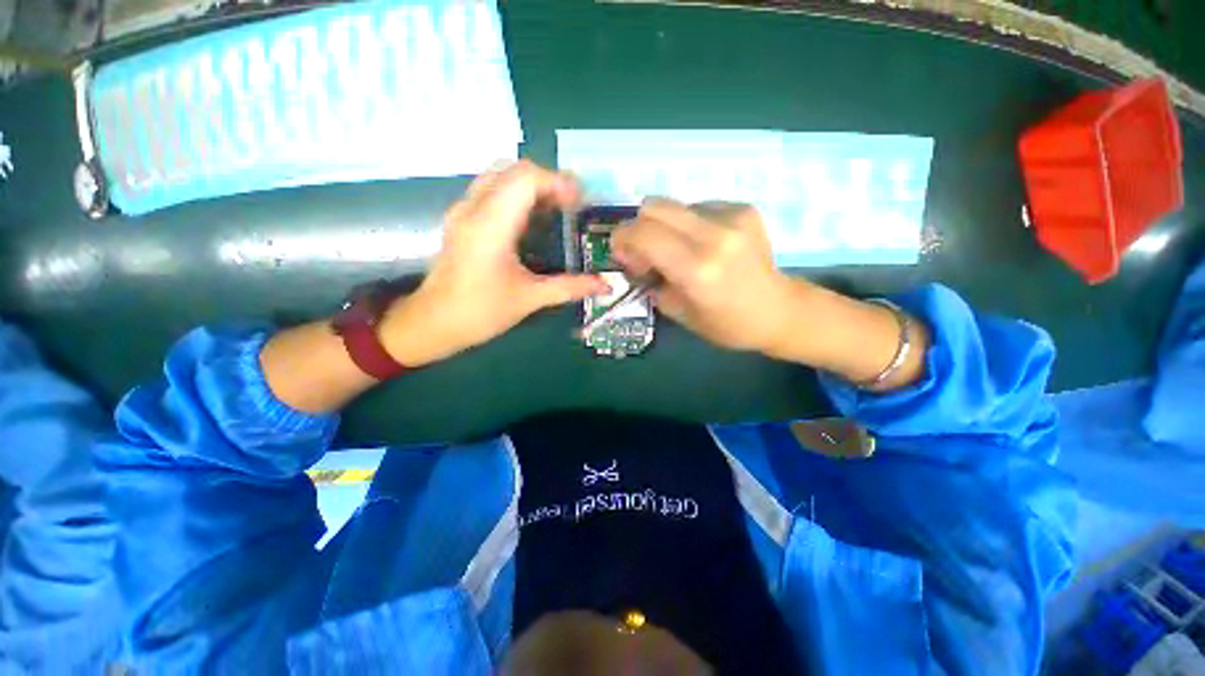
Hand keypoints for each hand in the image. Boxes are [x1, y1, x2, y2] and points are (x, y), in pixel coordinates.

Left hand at [381, 161, 609, 366]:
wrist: (433, 323)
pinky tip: (531, 220)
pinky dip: (516, 194)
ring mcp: (463, 211)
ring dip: (531, 185)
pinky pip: (491, 190)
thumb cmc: (480, 311)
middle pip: (513, 169)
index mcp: (491, 224)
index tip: (580, 203)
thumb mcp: (530, 299)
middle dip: (547, 180)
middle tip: (571, 205)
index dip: (558, 182)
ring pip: (499, 175)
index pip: (526, 178)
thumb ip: (570, 287)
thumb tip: (606, 286)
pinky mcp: (461, 220)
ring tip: (555, 209)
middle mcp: (474, 207)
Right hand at [611, 198, 796, 352]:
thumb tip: (636, 261)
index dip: (622, 239)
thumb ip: (651, 282)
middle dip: (639, 227)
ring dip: (666, 227)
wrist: (779, 310)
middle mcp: (714, 235)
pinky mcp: (745, 209)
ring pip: (675, 205)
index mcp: (697, 269)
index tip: (623, 254)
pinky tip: (705, 245)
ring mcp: (733, 217)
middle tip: (645, 252)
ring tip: (680, 251)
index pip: (643, 233)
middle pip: (654, 206)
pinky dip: (689, 225)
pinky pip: (698, 207)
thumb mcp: (678, 313)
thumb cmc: (727, 324)